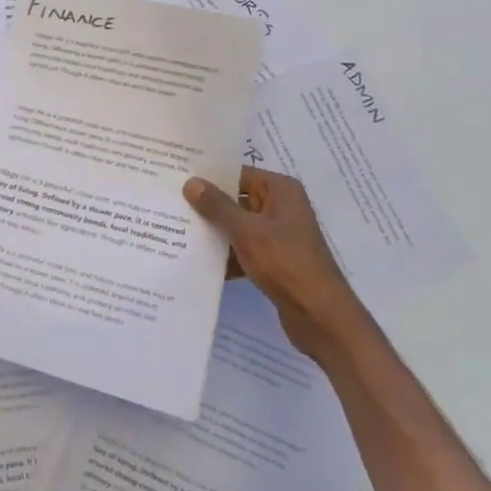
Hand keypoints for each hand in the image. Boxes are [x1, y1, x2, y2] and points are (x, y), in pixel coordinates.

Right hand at [184, 168, 365, 356]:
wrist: (321, 316)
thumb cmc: (285, 263)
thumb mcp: (246, 231)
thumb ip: (217, 206)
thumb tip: (191, 182)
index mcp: (281, 190)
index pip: (238, 174)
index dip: (209, 177)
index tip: (177, 178)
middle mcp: (281, 207)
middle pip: (237, 199)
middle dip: (207, 206)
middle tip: (170, 204)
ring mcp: (279, 235)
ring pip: (238, 226)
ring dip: (214, 232)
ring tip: (175, 231)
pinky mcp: (275, 260)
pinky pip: (243, 249)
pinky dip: (226, 255)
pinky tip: (197, 261)